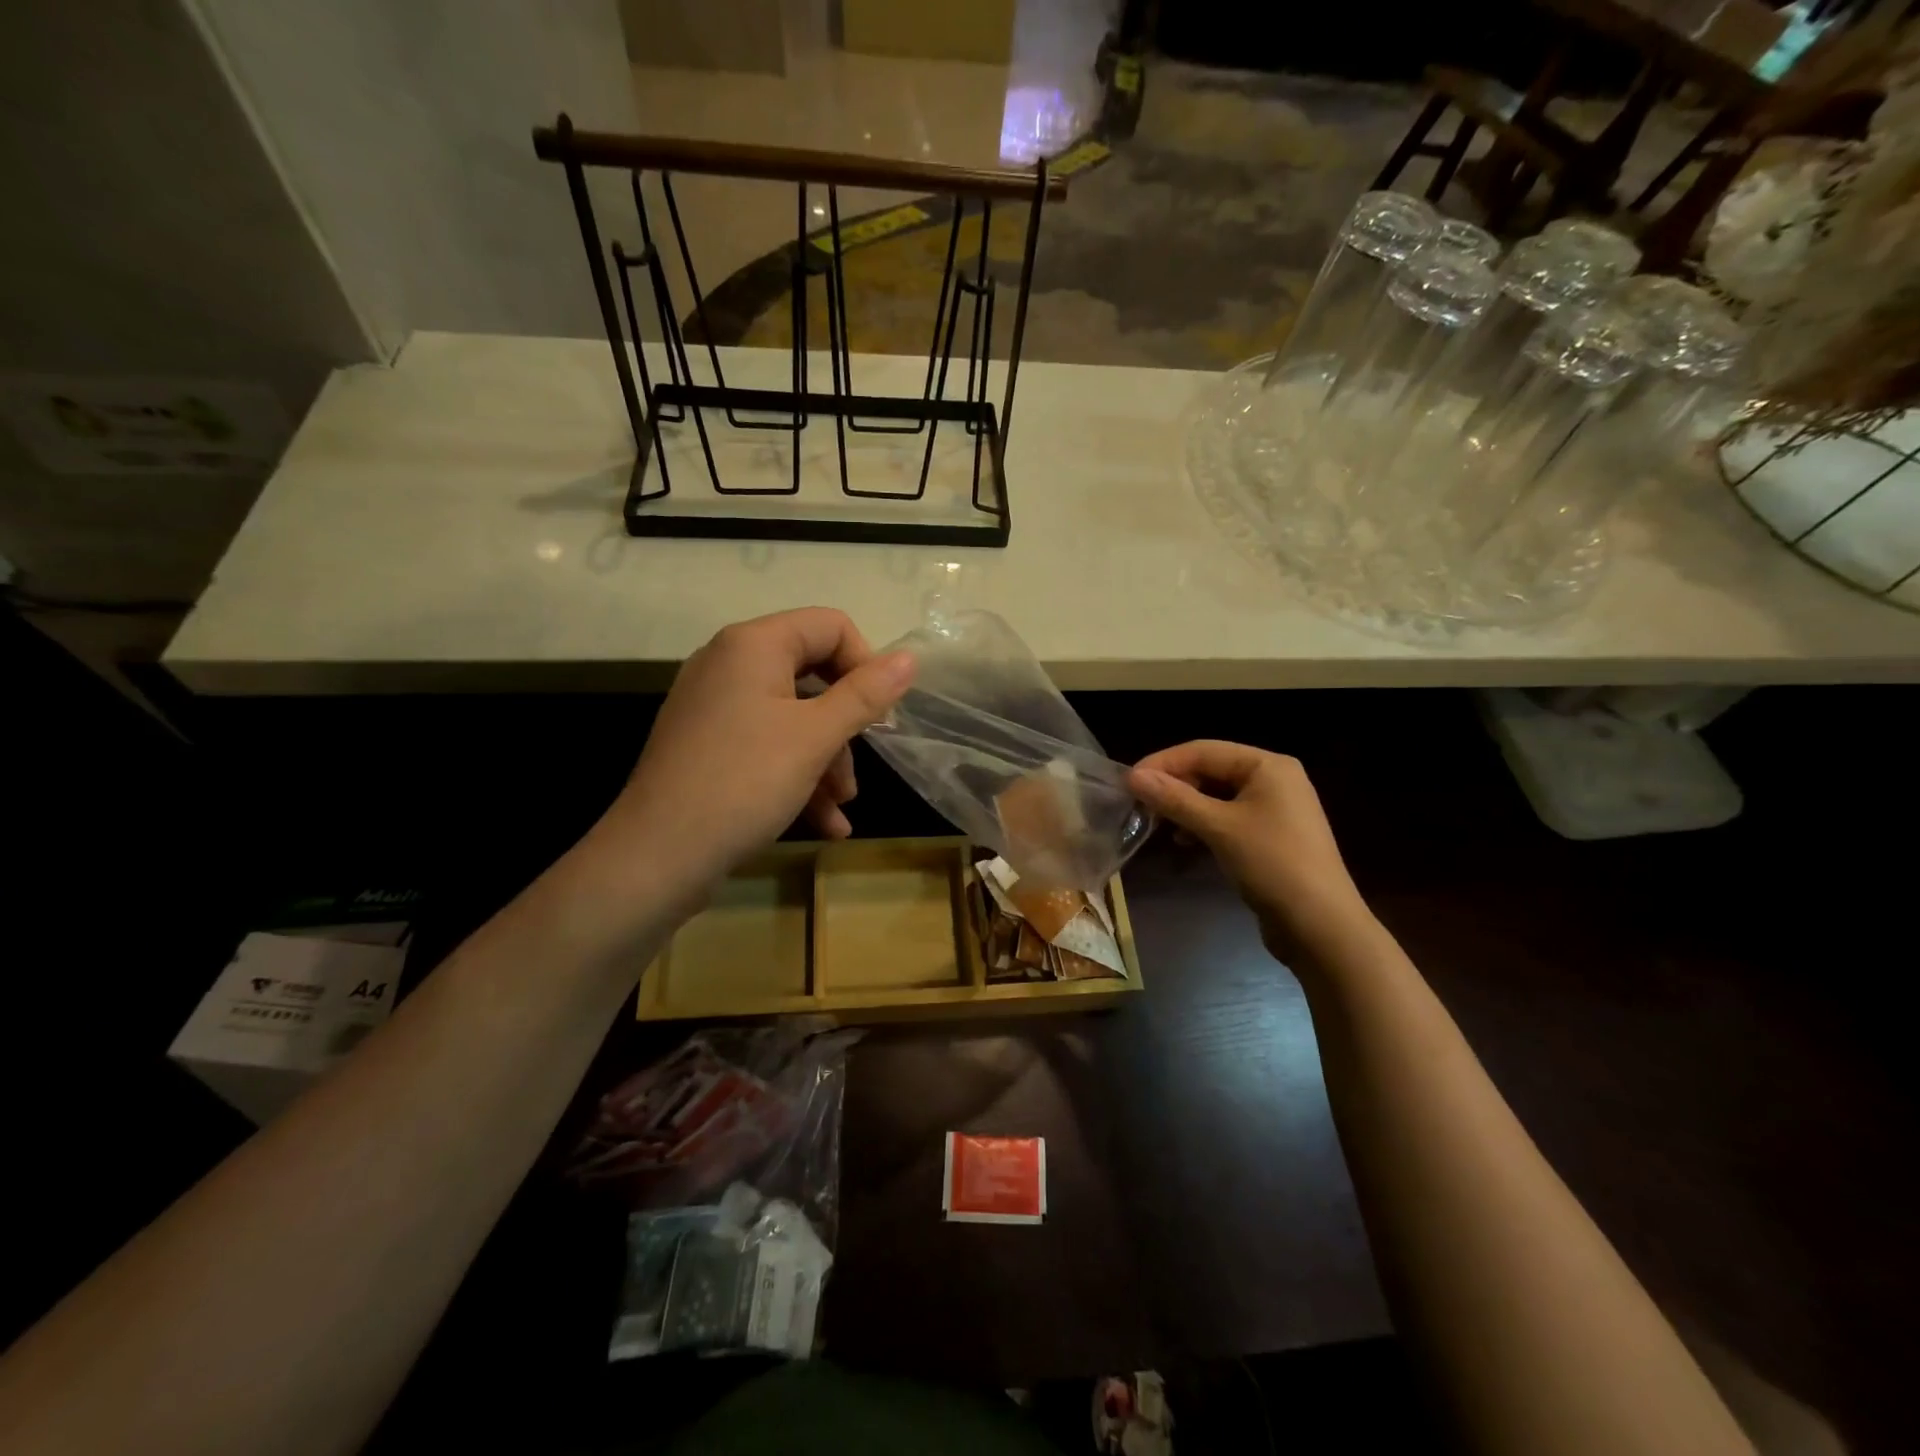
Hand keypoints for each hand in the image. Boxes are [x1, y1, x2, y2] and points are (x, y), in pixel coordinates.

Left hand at [607, 608, 913, 886]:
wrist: (657, 857)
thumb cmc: (744, 783)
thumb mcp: (815, 737)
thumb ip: (865, 695)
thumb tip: (910, 658)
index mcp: (753, 645)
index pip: (830, 626)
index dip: (865, 664)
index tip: (880, 715)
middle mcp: (729, 664)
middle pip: (813, 674)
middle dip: (845, 726)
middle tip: (862, 765)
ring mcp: (715, 706)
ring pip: (793, 717)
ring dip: (826, 760)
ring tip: (842, 807)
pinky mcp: (708, 745)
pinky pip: (766, 744)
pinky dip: (797, 775)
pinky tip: (825, 823)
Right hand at [1129, 741, 1374, 959]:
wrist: (1321, 926)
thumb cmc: (1272, 864)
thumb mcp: (1218, 828)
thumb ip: (1175, 799)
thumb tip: (1133, 776)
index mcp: (1267, 765)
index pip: (1203, 750)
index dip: (1163, 763)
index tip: (1128, 782)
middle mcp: (1273, 779)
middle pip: (1211, 770)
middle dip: (1174, 786)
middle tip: (1139, 805)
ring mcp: (1275, 809)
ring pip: (1217, 796)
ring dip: (1185, 806)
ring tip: (1157, 823)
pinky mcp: (1271, 836)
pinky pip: (1228, 818)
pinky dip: (1203, 825)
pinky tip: (1185, 841)